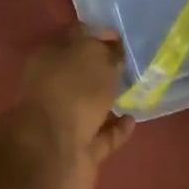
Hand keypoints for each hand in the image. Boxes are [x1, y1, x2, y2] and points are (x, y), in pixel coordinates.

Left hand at [11, 27, 135, 188]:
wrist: (54, 152)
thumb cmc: (72, 92)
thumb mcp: (93, 56)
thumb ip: (106, 50)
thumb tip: (113, 49)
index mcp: (51, 58)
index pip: (77, 38)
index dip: (99, 35)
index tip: (123, 37)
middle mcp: (53, 87)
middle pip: (82, 74)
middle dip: (104, 70)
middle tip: (133, 65)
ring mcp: (64, 121)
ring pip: (91, 106)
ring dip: (110, 101)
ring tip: (137, 92)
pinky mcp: (79, 150)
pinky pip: (102, 136)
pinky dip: (116, 129)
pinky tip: (133, 119)